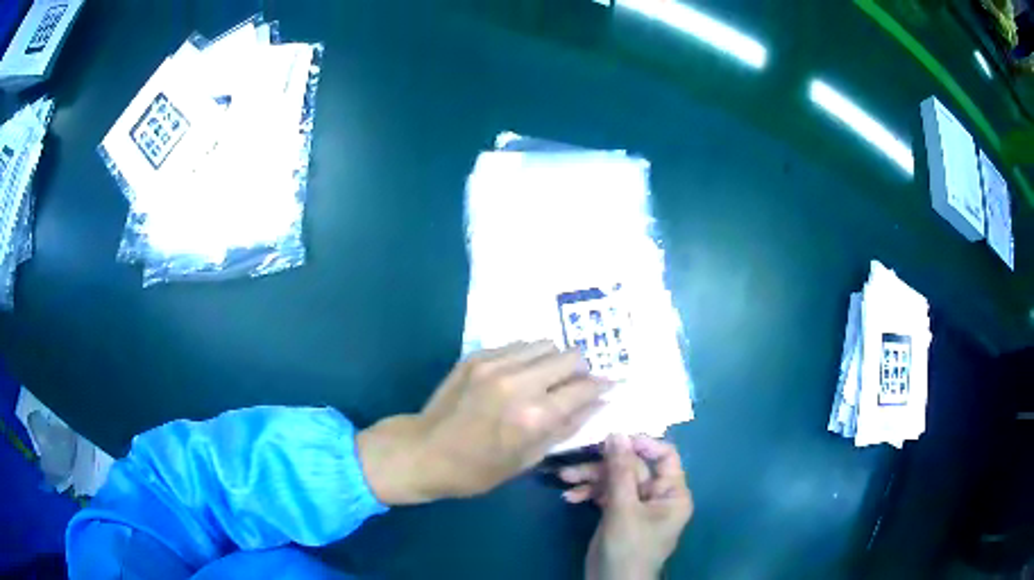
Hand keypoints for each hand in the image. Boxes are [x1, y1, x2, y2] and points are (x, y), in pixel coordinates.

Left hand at [357, 341, 609, 504]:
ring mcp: (495, 364)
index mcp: (534, 416)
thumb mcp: (528, 459)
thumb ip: (567, 427)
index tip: (609, 387)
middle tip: (575, 385)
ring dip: (554, 360)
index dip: (602, 386)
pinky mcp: (477, 356)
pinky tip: (519, 376)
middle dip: (580, 370)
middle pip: (570, 356)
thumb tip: (599, 403)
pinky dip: (529, 358)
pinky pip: (518, 345)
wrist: (423, 451)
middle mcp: (518, 382)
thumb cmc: (477, 469)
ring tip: (546, 379)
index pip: (584, 388)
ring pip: (545, 344)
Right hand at [560, 434, 692, 579]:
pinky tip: (570, 497)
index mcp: (672, 493)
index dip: (641, 444)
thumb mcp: (623, 509)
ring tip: (564, 478)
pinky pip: (607, 496)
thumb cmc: (627, 548)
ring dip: (590, 479)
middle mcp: (658, 496)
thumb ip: (620, 471)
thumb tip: (617, 433)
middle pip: (633, 468)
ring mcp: (637, 506)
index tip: (613, 438)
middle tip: (576, 461)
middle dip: (603, 466)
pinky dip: (589, 494)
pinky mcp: (619, 515)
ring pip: (616, 480)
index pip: (665, 456)